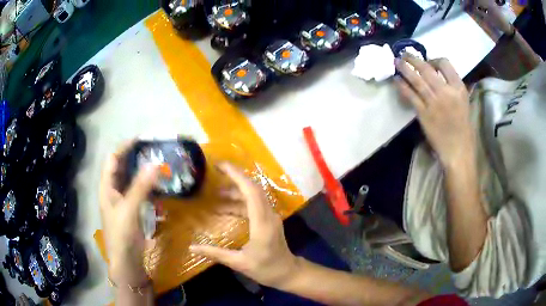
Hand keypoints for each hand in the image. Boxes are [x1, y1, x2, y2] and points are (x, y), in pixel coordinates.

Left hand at [99, 140, 159, 280]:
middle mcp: (113, 190)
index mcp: (107, 187)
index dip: (125, 147)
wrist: (126, 261)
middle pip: (122, 167)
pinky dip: (147, 186)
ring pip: (131, 179)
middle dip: (135, 157)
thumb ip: (141, 186)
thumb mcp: (129, 209)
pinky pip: (139, 192)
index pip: (113, 159)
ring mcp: (123, 201)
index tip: (142, 139)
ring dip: (142, 171)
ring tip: (157, 162)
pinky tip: (158, 184)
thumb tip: (155, 163)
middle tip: (153, 149)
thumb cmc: (122, 234)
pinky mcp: (132, 210)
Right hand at [189, 163, 298, 288]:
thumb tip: (192, 247)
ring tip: (216, 194)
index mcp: (262, 223)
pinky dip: (239, 203)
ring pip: (254, 196)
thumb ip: (215, 254)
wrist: (288, 273)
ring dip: (236, 192)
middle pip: (253, 188)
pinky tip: (225, 209)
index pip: (251, 191)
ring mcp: (270, 216)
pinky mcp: (269, 220)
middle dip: (235, 177)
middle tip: (215, 171)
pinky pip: (254, 205)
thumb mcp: (239, 263)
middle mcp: (268, 215)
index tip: (220, 166)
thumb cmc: (266, 269)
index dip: (236, 176)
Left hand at [395, 55, 474, 166]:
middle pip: (426, 68)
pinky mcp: (424, 113)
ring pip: (416, 79)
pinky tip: (397, 80)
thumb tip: (443, 75)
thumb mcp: (464, 102)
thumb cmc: (463, 128)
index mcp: (459, 88)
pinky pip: (411, 95)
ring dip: (404, 68)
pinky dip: (402, 86)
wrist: (458, 150)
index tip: (428, 62)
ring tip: (396, 61)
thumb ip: (455, 87)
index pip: (444, 63)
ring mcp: (434, 102)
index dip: (434, 59)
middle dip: (413, 58)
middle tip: (403, 54)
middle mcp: (446, 92)